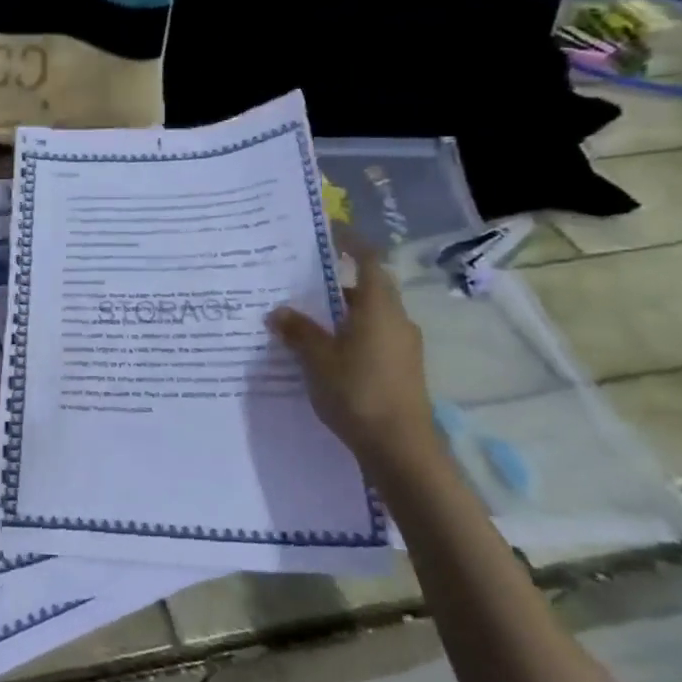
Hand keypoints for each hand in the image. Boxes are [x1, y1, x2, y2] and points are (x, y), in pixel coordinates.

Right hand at [266, 234, 437, 478]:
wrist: (400, 448)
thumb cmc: (358, 392)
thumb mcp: (317, 359)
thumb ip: (298, 331)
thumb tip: (279, 311)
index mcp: (379, 308)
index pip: (369, 261)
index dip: (352, 243)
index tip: (332, 232)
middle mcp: (397, 321)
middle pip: (369, 289)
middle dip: (338, 284)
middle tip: (303, 282)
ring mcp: (403, 348)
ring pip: (370, 317)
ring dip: (342, 313)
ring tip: (306, 319)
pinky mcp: (401, 370)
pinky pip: (372, 339)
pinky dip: (349, 336)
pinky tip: (325, 353)